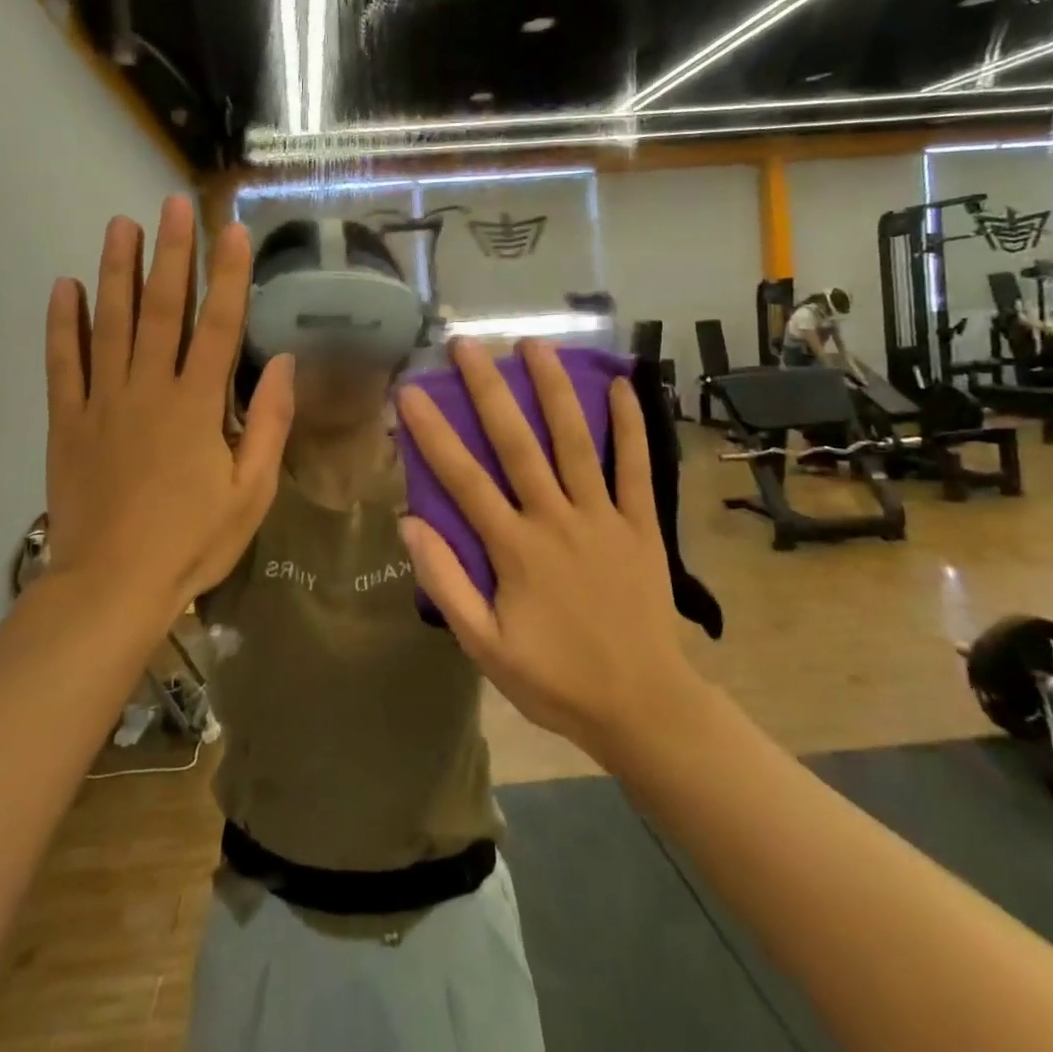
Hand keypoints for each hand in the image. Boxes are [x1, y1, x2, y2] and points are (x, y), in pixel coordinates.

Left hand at [44, 197, 293, 609]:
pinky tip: (64, 286)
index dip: (228, 275)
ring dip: (116, 270)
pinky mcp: (68, 421)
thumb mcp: (251, 492)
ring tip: (119, 225)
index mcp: (197, 405)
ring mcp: (102, 402)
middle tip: (172, 205)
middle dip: (170, 254)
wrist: (112, 585)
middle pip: (162, 309)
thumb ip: (268, 424)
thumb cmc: (192, 541)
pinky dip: (62, 324)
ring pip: (109, 323)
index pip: (219, 325)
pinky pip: (63, 363)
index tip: (232, 231)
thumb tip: (286, 364)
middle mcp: (149, 389)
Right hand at [397, 338, 701, 766]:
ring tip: (536, 344)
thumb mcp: (485, 646)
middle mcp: (556, 520)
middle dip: (489, 389)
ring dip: (554, 389)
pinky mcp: (641, 526)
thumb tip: (409, 522)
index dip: (433, 433)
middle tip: (467, 345)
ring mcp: (603, 518)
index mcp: (515, 549)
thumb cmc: (556, 679)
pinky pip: (636, 468)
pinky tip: (622, 386)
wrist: (643, 707)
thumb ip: (446, 584)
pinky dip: (630, 426)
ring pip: (575, 442)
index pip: (464, 479)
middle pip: (517, 443)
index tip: (409, 391)